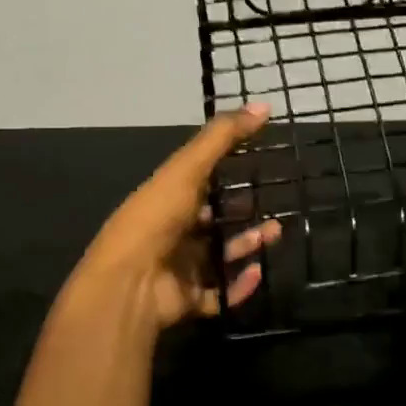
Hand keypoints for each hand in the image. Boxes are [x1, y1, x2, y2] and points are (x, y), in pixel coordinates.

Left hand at [73, 103, 282, 329]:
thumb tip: (263, 105)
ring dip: (248, 245)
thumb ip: (223, 137)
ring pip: (220, 256)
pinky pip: (220, 294)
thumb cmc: (157, 218)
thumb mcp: (188, 168)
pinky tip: (257, 271)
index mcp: (166, 200)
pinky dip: (240, 285)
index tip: (258, 165)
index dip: (226, 175)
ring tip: (275, 233)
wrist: (130, 283)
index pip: (199, 184)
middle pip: (213, 222)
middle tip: (273, 206)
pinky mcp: (188, 300)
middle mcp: (172, 233)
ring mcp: (179, 269)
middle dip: (244, 214)